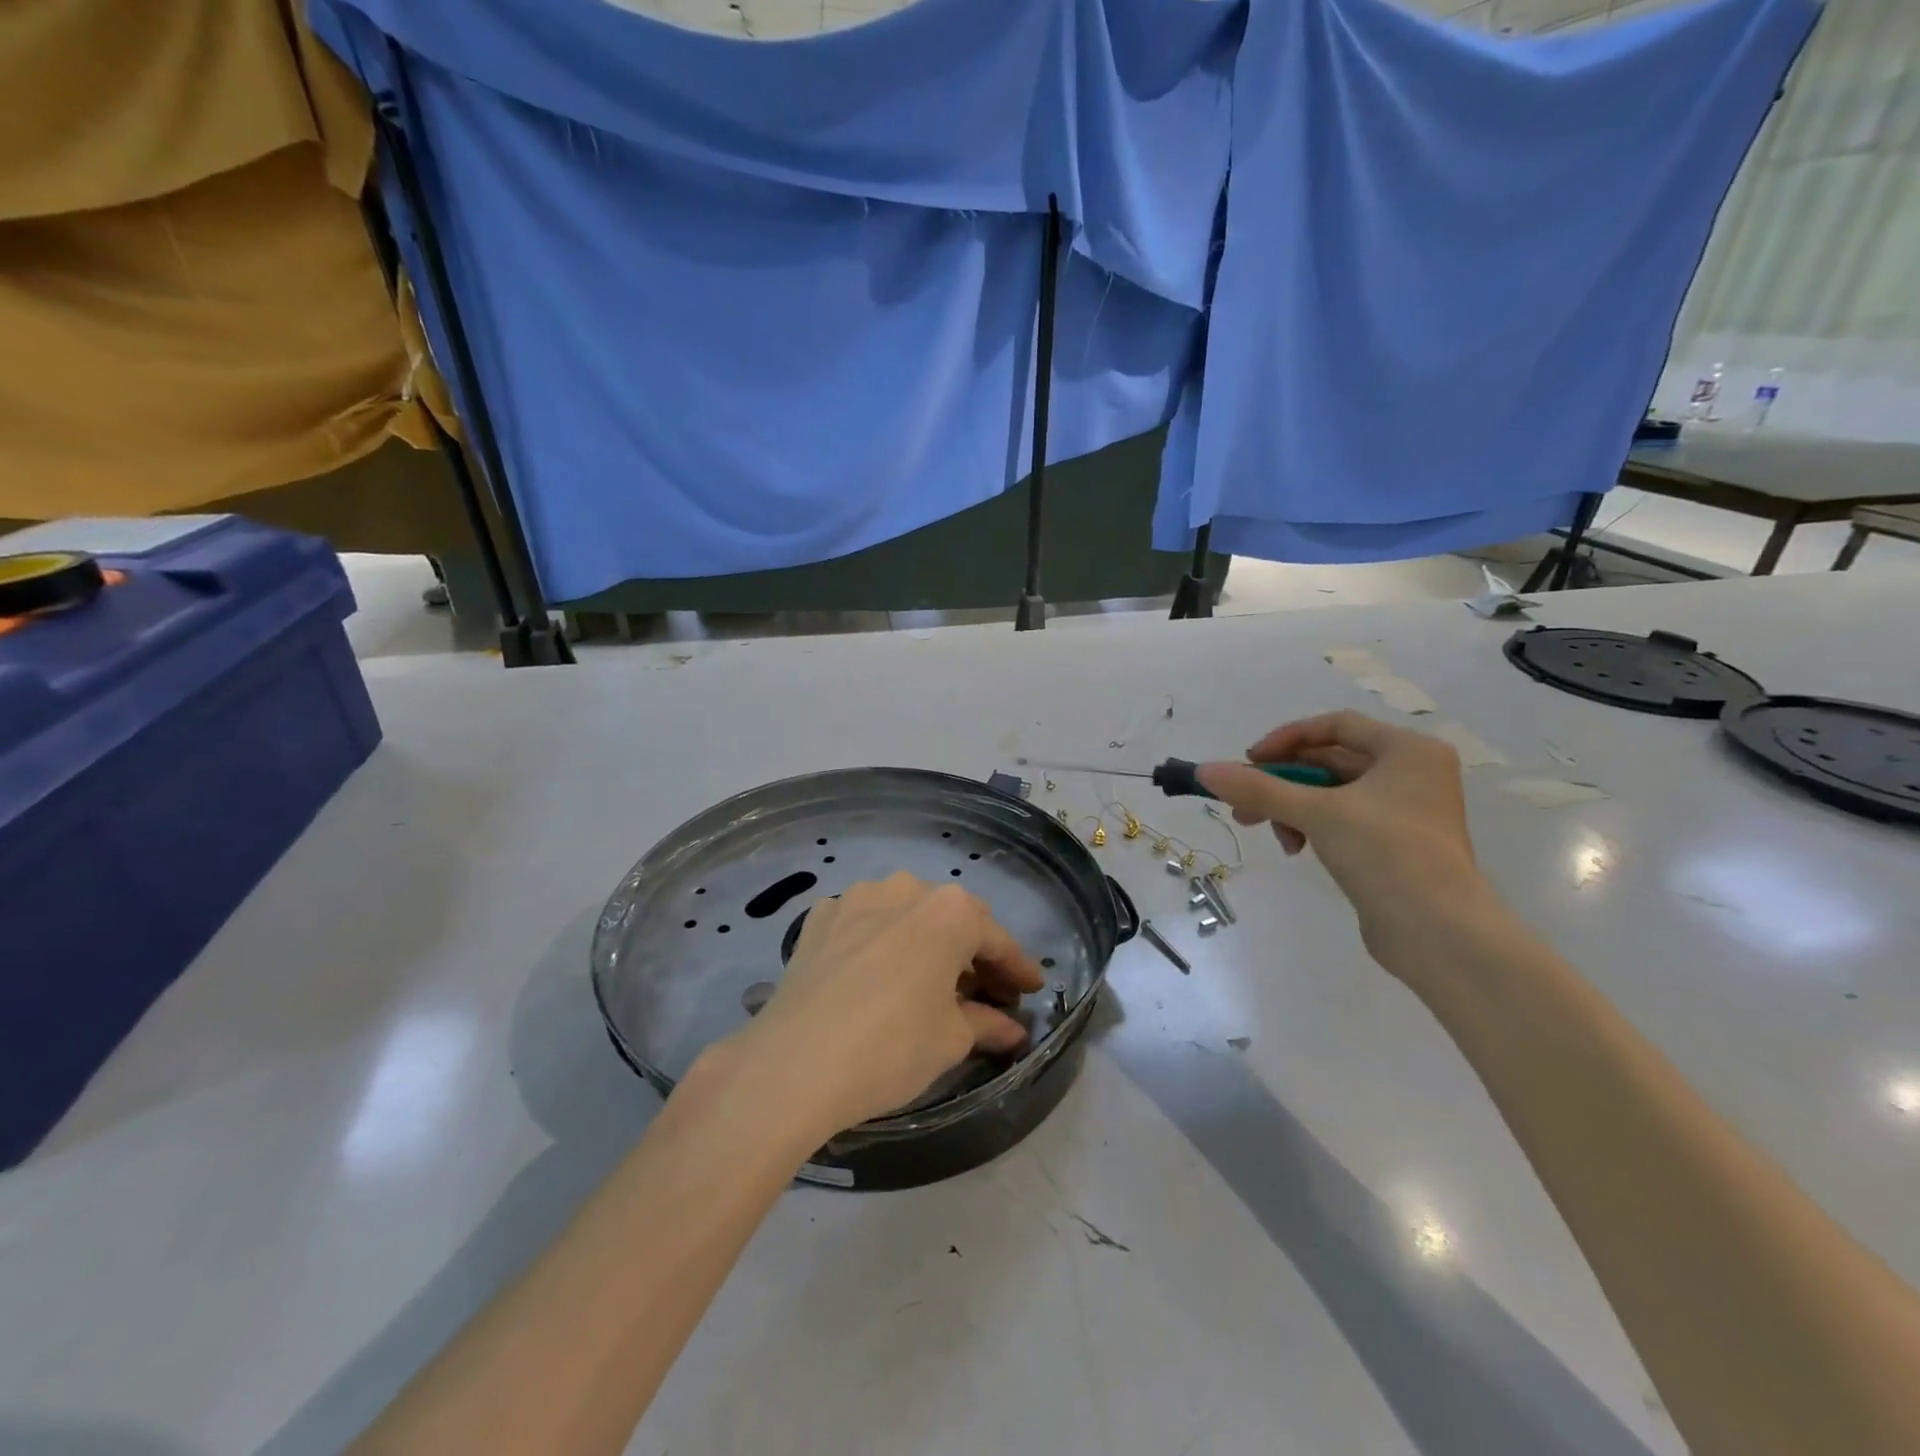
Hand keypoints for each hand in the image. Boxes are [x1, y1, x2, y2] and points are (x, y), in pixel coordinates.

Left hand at [719, 873, 1044, 1136]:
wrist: (794, 1063)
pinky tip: (878, 974)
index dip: (1016, 968)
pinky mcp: (820, 917)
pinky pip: (864, 923)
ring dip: (925, 942)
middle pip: (952, 920)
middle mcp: (906, 889)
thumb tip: (1012, 1029)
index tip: (1030, 990)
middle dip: (971, 954)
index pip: (996, 940)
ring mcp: (857, 897)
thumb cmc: (892, 1047)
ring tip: (929, 980)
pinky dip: (880, 943)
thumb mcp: (950, 1040)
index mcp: (950, 911)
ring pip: (906, 915)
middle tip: (985, 992)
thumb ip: (987, 1023)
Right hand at [1197, 711, 1493, 968]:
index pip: (1335, 725)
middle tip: (1243, 804)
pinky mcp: (1396, 844)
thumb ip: (1259, 788)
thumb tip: (1204, 770)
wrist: (1439, 934)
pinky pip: (1343, 820)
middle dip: (1282, 782)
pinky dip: (1313, 827)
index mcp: (1407, 750)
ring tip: (1266, 832)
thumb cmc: (1386, 854)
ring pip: (1332, 794)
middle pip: (1330, 761)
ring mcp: (1406, 811)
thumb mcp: (1316, 813)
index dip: (1287, 739)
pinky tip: (1296, 848)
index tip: (1250, 762)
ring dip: (1292, 807)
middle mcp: (1411, 773)